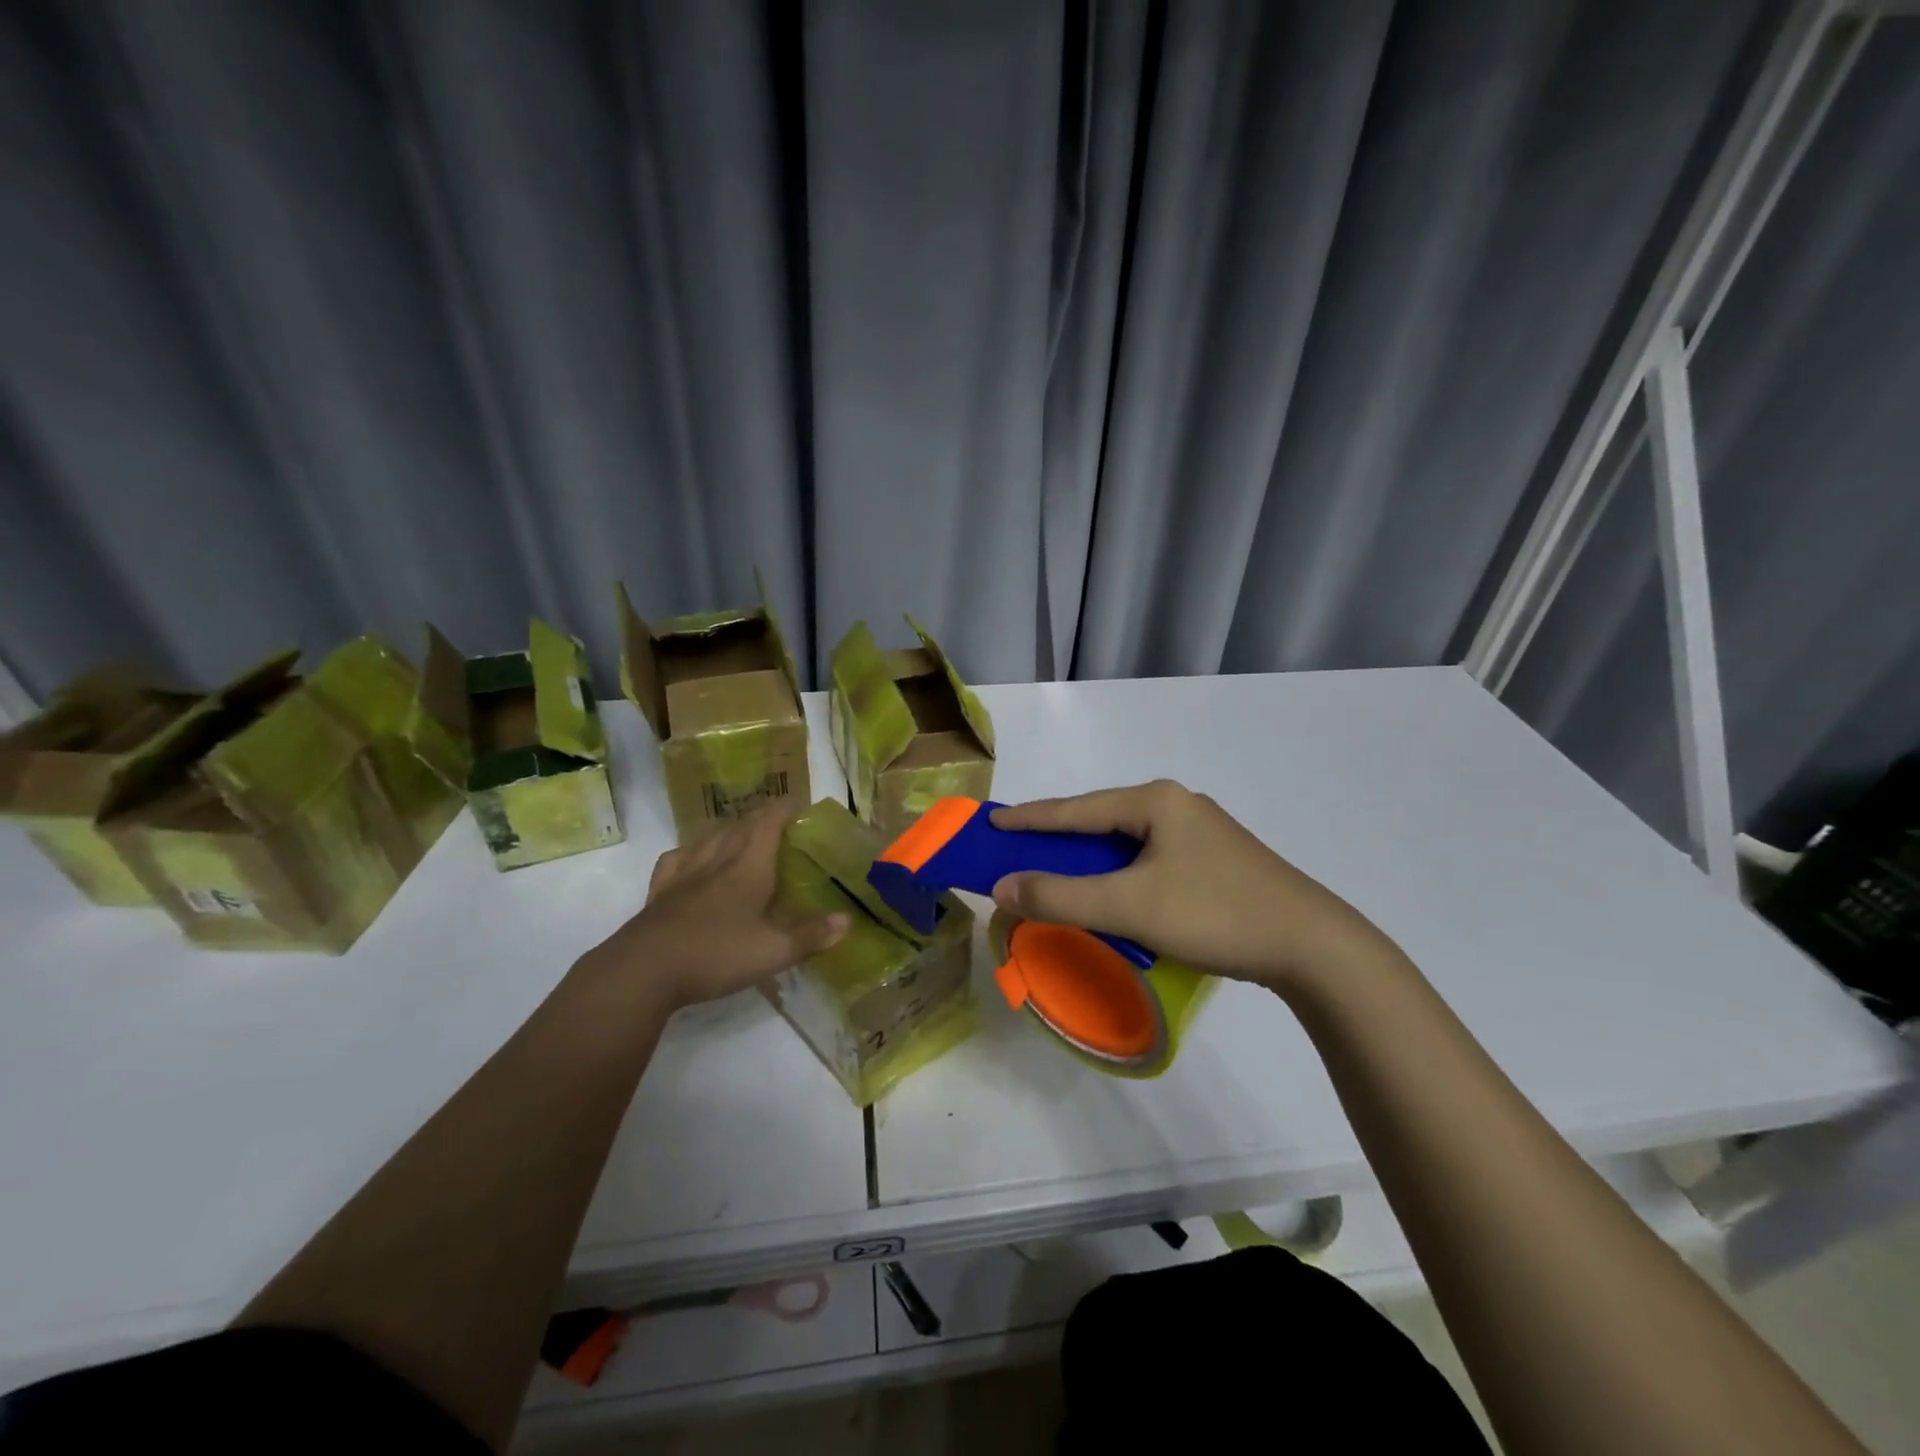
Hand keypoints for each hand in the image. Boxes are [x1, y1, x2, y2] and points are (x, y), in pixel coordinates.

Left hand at [583, 807, 848, 1011]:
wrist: (644, 971)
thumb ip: (811, 935)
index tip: (798, 803)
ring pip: (708, 839)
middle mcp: (717, 862)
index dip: (784, 809)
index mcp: (748, 868)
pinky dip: (689, 853)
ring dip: (727, 830)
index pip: (768, 824)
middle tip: (776, 821)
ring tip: (738, 834)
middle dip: (760, 818)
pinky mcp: (659, 894)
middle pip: (740, 827)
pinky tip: (691, 861)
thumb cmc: (716, 955)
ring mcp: (684, 876)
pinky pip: (676, 861)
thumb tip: (847, 921)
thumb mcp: (773, 952)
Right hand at [990, 780, 1401, 994]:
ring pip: (1127, 843)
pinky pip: (1150, 860)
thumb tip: (1003, 887)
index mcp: (1155, 801)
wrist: (1312, 946)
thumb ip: (1061, 896)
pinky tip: (1114, 894)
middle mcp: (1177, 805)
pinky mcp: (1216, 860)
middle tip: (1020, 852)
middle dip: (1059, 840)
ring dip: (1091, 861)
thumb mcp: (1128, 906)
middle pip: (1101, 821)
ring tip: (1060, 876)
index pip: (1076, 808)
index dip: (1030, 817)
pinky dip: (1121, 875)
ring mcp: (1201, 832)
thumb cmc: (1213, 913)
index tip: (992, 822)